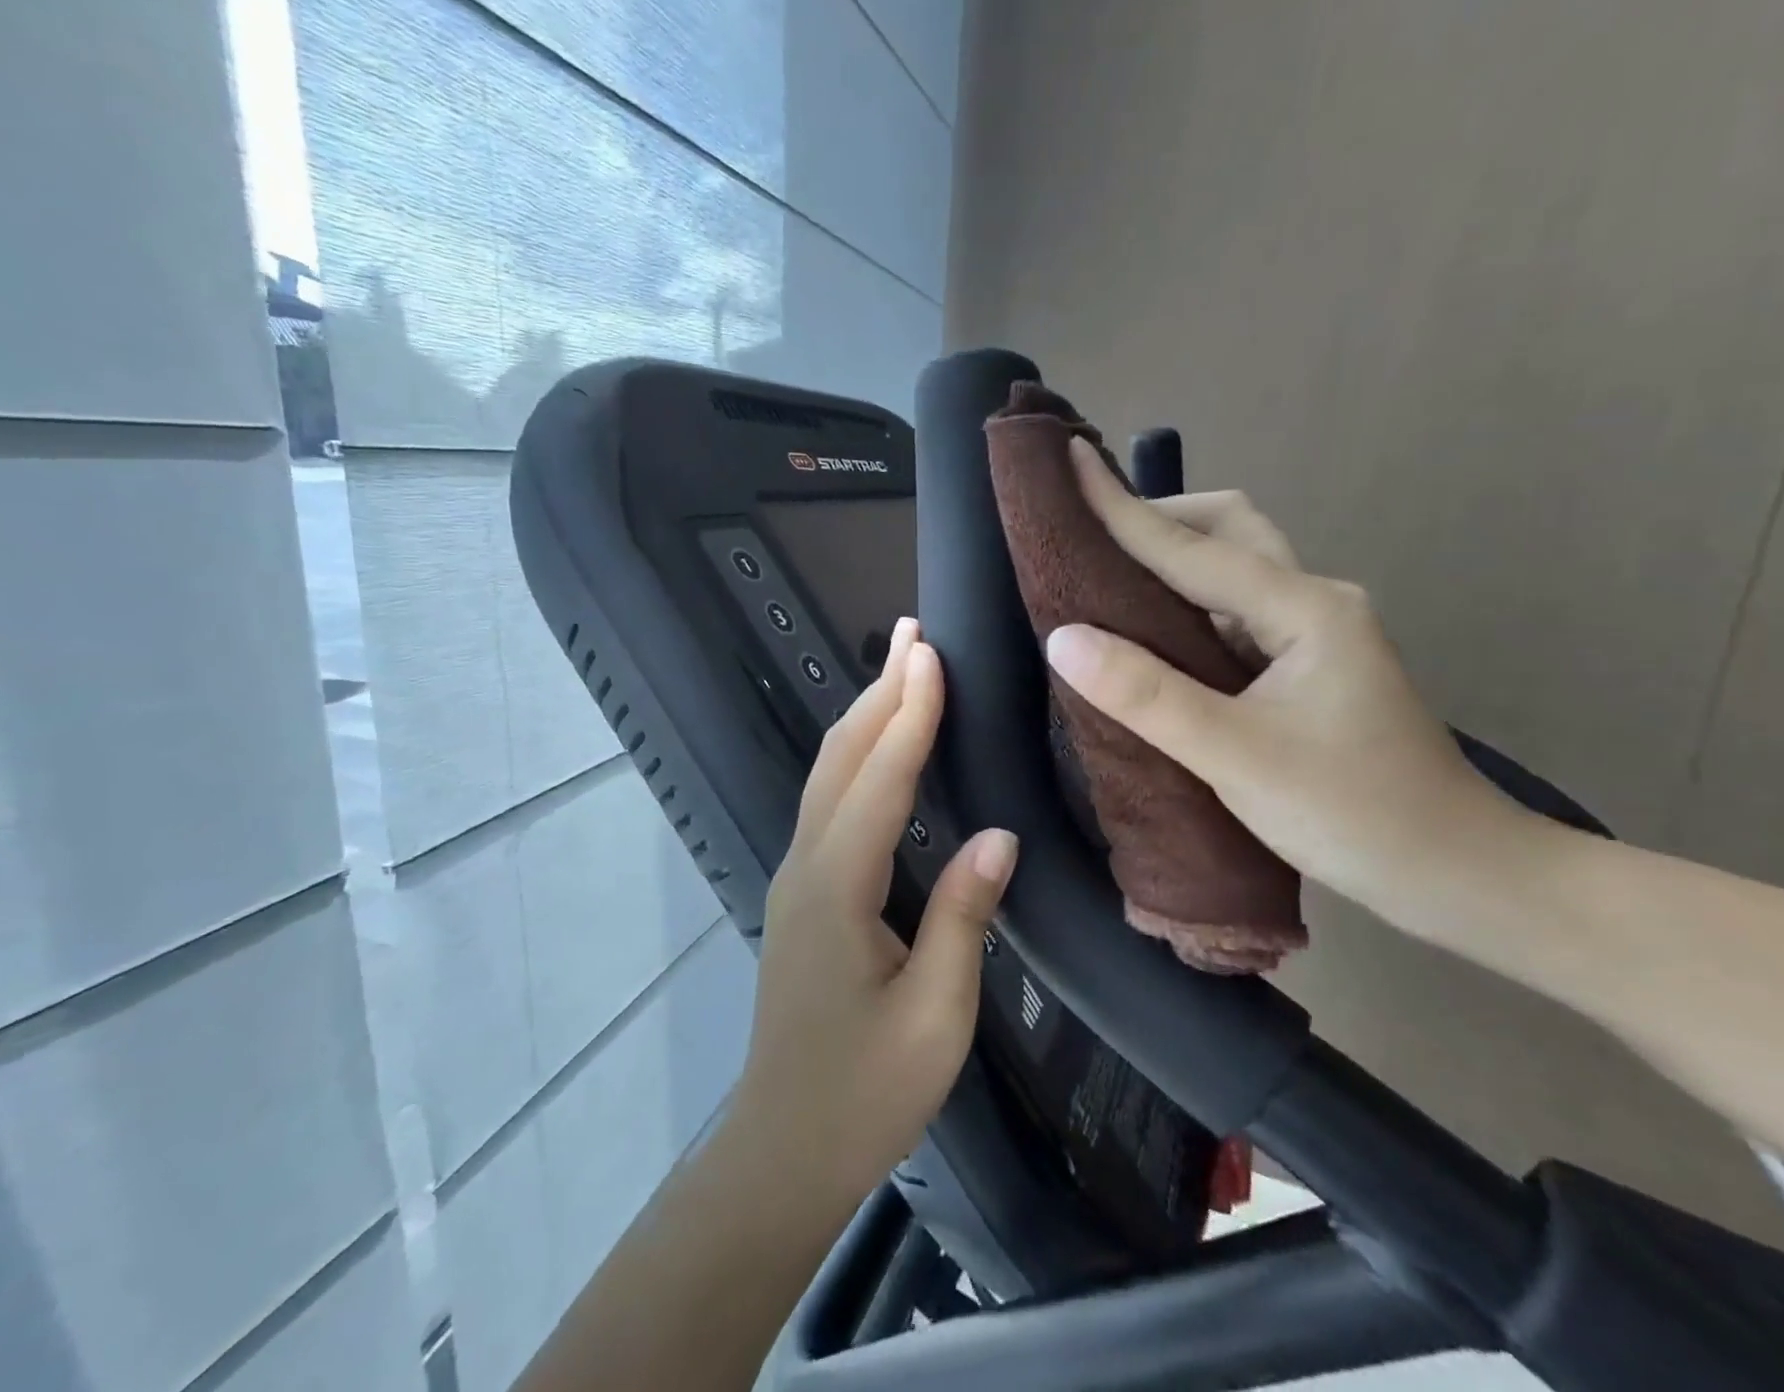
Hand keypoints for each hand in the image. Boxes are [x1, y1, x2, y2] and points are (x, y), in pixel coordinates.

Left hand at [727, 619, 1018, 1206]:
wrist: (784, 1149)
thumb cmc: (866, 1093)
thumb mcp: (934, 1015)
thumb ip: (963, 915)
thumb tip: (999, 834)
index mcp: (837, 889)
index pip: (879, 780)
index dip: (909, 713)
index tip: (929, 652)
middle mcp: (806, 866)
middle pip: (841, 759)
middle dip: (878, 690)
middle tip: (912, 633)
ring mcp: (797, 877)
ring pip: (830, 775)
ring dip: (866, 716)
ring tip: (902, 670)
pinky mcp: (804, 892)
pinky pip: (831, 802)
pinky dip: (860, 757)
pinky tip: (884, 748)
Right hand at [1045, 439, 1527, 936]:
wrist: (1456, 873)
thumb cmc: (1353, 813)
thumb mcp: (1237, 757)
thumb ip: (1147, 695)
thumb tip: (1063, 638)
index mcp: (1304, 607)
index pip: (1191, 547)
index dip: (1121, 507)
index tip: (1068, 460)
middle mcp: (1311, 601)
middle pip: (1226, 529)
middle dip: (1156, 519)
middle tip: (1088, 536)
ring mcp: (1312, 633)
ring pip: (1231, 569)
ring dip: (1171, 560)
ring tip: (1105, 576)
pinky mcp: (1304, 666)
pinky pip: (1231, 613)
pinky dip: (1184, 606)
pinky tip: (1150, 632)